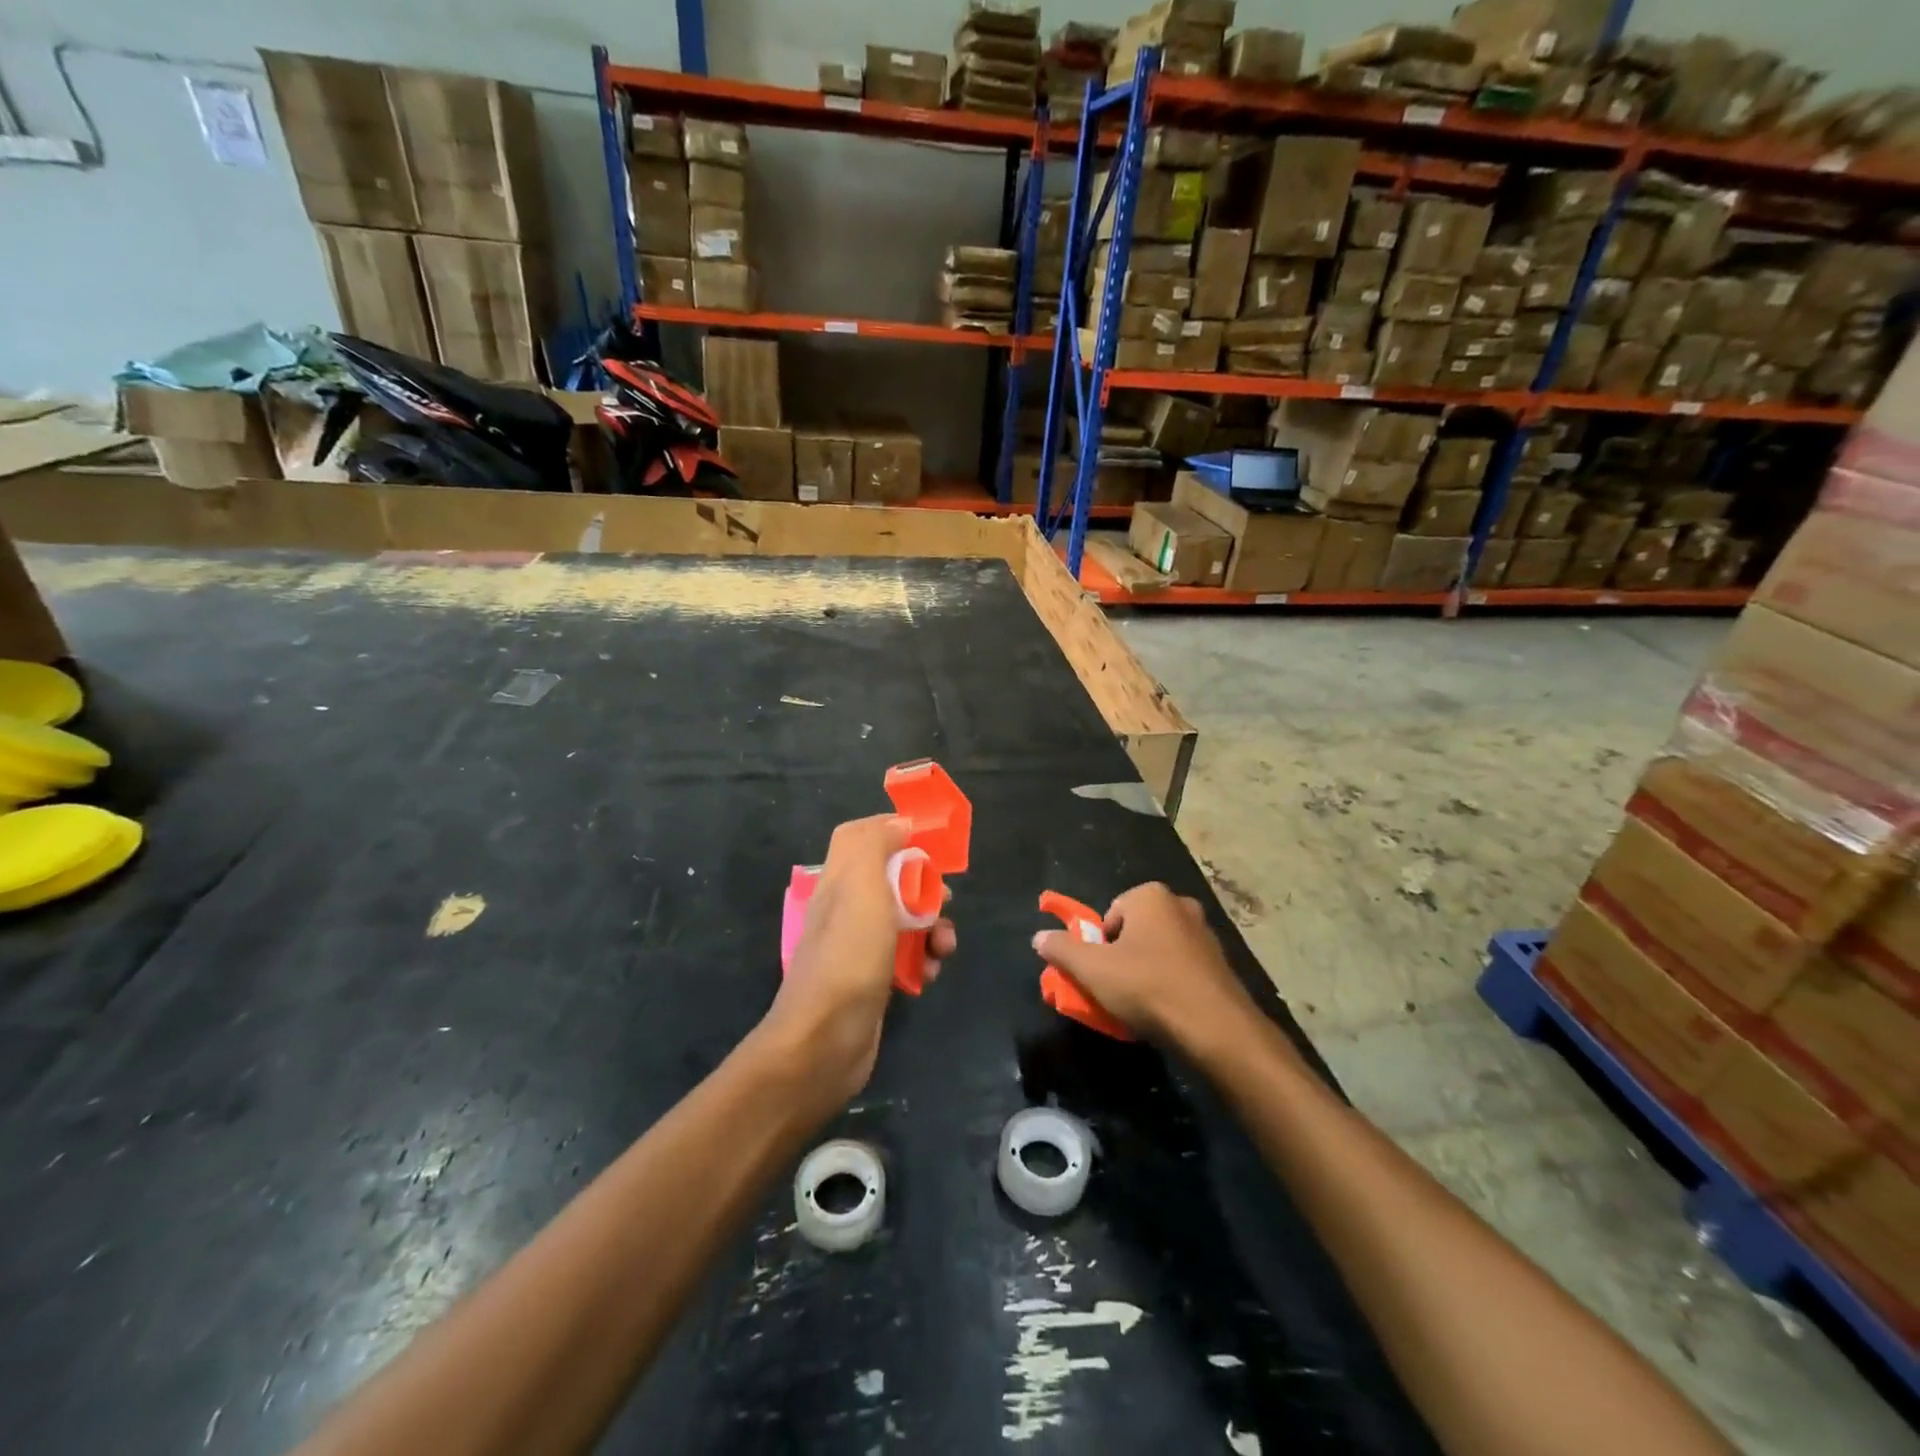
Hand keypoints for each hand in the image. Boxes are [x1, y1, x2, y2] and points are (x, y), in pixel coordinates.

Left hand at [762, 815, 956, 1108]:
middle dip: (924, 886)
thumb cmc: (849, 955)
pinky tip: (930, 975)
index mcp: (839, 880)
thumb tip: (898, 824)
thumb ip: (876, 845)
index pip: (859, 836)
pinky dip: (923, 960)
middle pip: (891, 878)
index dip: (892, 831)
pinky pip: (906, 956)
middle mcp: (846, 908)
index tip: (928, 841)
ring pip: (905, 919)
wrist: (826, 1041)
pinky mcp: (873, 979)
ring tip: (944, 946)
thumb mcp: (863, 886)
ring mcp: (858, 946)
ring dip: (932, 927)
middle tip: (944, 900)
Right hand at [1032, 882, 1251, 1047]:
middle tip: (1116, 990)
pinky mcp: (1221, 964)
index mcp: (1151, 896)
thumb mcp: (1092, 970)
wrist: (1216, 1028)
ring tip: (1139, 1006)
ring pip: (1158, 951)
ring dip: (1145, 973)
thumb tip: (1039, 937)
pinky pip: (1181, 969)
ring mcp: (1205, 934)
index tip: (1100, 974)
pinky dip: (1169, 985)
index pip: (1109, 915)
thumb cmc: (1148, 987)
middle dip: (1121, 958)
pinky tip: (1165, 1012)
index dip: (1099, 946)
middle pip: (1134, 931)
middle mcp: (1181, 905)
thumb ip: (1062, 950)